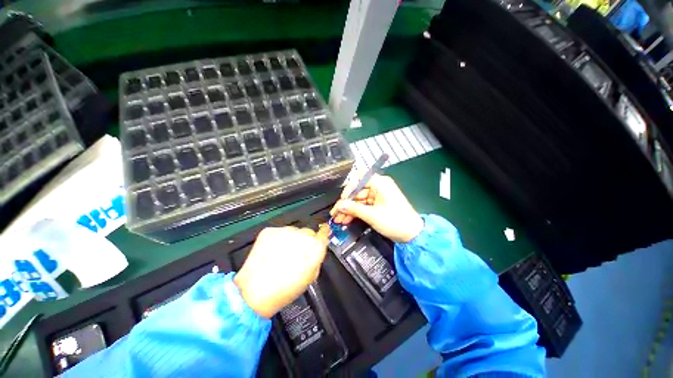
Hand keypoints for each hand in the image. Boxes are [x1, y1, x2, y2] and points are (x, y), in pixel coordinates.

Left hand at [234, 225, 329, 317]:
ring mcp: (285, 231)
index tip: (322, 231)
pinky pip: (278, 233)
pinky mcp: (269, 231)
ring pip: (292, 232)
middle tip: (295, 254)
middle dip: (304, 240)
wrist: (255, 292)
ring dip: (290, 240)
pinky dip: (276, 240)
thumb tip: (315, 248)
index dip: (323, 233)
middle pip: (308, 232)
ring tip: (280, 255)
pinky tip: (270, 253)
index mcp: (315, 247)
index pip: (324, 232)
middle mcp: (303, 235)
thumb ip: (316, 257)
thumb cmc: (287, 289)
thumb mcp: (311, 276)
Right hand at [330, 174, 423, 242]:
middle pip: (357, 191)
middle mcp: (378, 186)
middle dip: (346, 203)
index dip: (348, 189)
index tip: (342, 201)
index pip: (358, 179)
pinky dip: (355, 212)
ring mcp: (378, 196)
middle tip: (336, 213)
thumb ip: (353, 208)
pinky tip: (346, 219)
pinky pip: (363, 205)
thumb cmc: (396, 221)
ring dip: (349, 209)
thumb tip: (339, 205)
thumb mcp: (372, 215)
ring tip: (339, 219)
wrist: (412, 234)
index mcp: (380, 183)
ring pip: (358, 200)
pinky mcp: (377, 204)